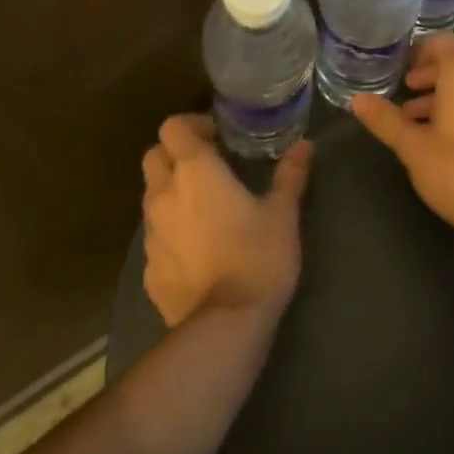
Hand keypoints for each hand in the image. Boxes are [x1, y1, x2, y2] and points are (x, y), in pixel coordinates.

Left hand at [141, 114, 311, 326]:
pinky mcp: (148, 270)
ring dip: (170, 192)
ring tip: (202, 207)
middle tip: (206, 165)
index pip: (172, 127)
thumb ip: (291, 174)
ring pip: (151, 196)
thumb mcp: (283, 212)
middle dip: (174, 154)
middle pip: (153, 156)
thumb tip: (306, 145)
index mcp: (195, 171)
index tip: (217, 138)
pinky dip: (169, 232)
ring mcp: (151, 234)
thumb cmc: (257, 256)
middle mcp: (165, 195)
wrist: (225, 327)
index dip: (191, 126)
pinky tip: (196, 249)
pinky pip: (154, 237)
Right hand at [349, 33, 453, 240]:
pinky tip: (438, 141)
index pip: (442, 42)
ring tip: (413, 121)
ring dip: (439, 98)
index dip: (420, 49)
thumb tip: (357, 99)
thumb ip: (385, 119)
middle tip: (403, 92)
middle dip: (427, 76)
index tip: (401, 67)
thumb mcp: (412, 145)